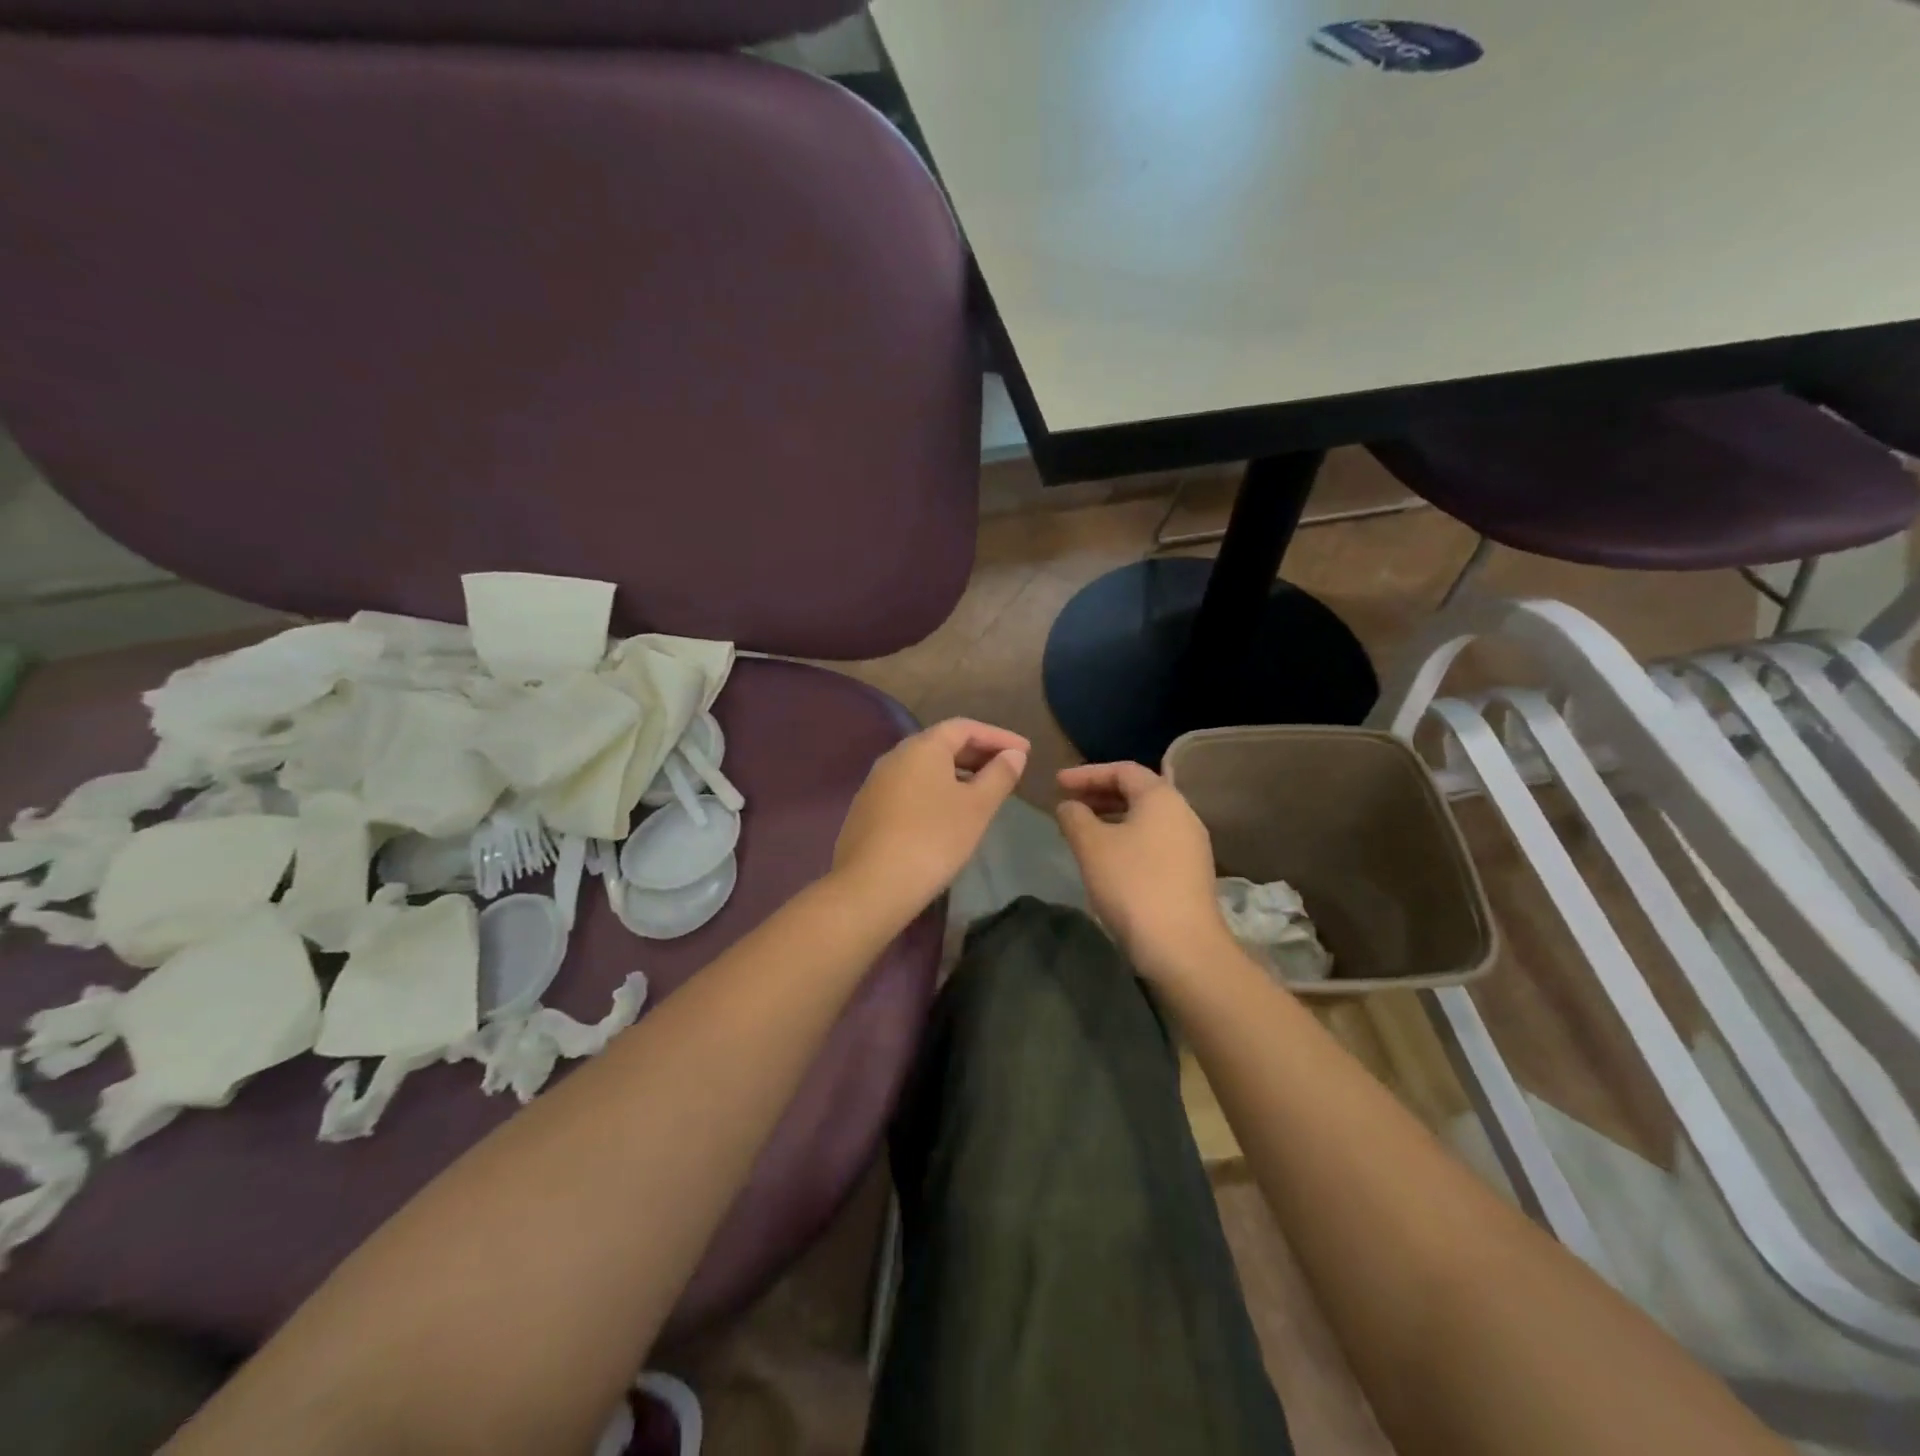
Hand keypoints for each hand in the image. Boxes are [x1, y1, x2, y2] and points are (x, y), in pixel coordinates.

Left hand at [833, 719, 1029, 921]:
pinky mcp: (867, 809)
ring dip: (957, 773)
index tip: (1026, 751)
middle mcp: (895, 756)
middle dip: (978, 753)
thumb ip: (999, 775)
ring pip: (924, 768)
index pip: (965, 727)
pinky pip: (909, 788)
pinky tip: (948, 813)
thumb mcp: (977, 807)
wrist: (872, 885)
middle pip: (942, 744)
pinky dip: (935, 790)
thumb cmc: (933, 839)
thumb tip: (1014, 754)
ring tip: (983, 791)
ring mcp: (876, 783)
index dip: (998, 736)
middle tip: (1008, 768)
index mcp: (922, 747)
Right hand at [1056, 762, 1233, 979]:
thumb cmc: (1132, 884)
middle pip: (1138, 792)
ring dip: (1112, 818)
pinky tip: (1107, 858)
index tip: (1057, 783)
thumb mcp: (1092, 845)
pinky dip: (1127, 838)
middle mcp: (1183, 814)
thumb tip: (1069, 805)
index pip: (1123, 770)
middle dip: (1099, 794)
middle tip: (1068, 803)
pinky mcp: (1191, 872)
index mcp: (1162, 798)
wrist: (1182, 947)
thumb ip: (1075, 817)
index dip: (1087, 773)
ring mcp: (1191, 845)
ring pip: (1146, 819)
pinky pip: (1154, 841)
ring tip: (1083, 830)